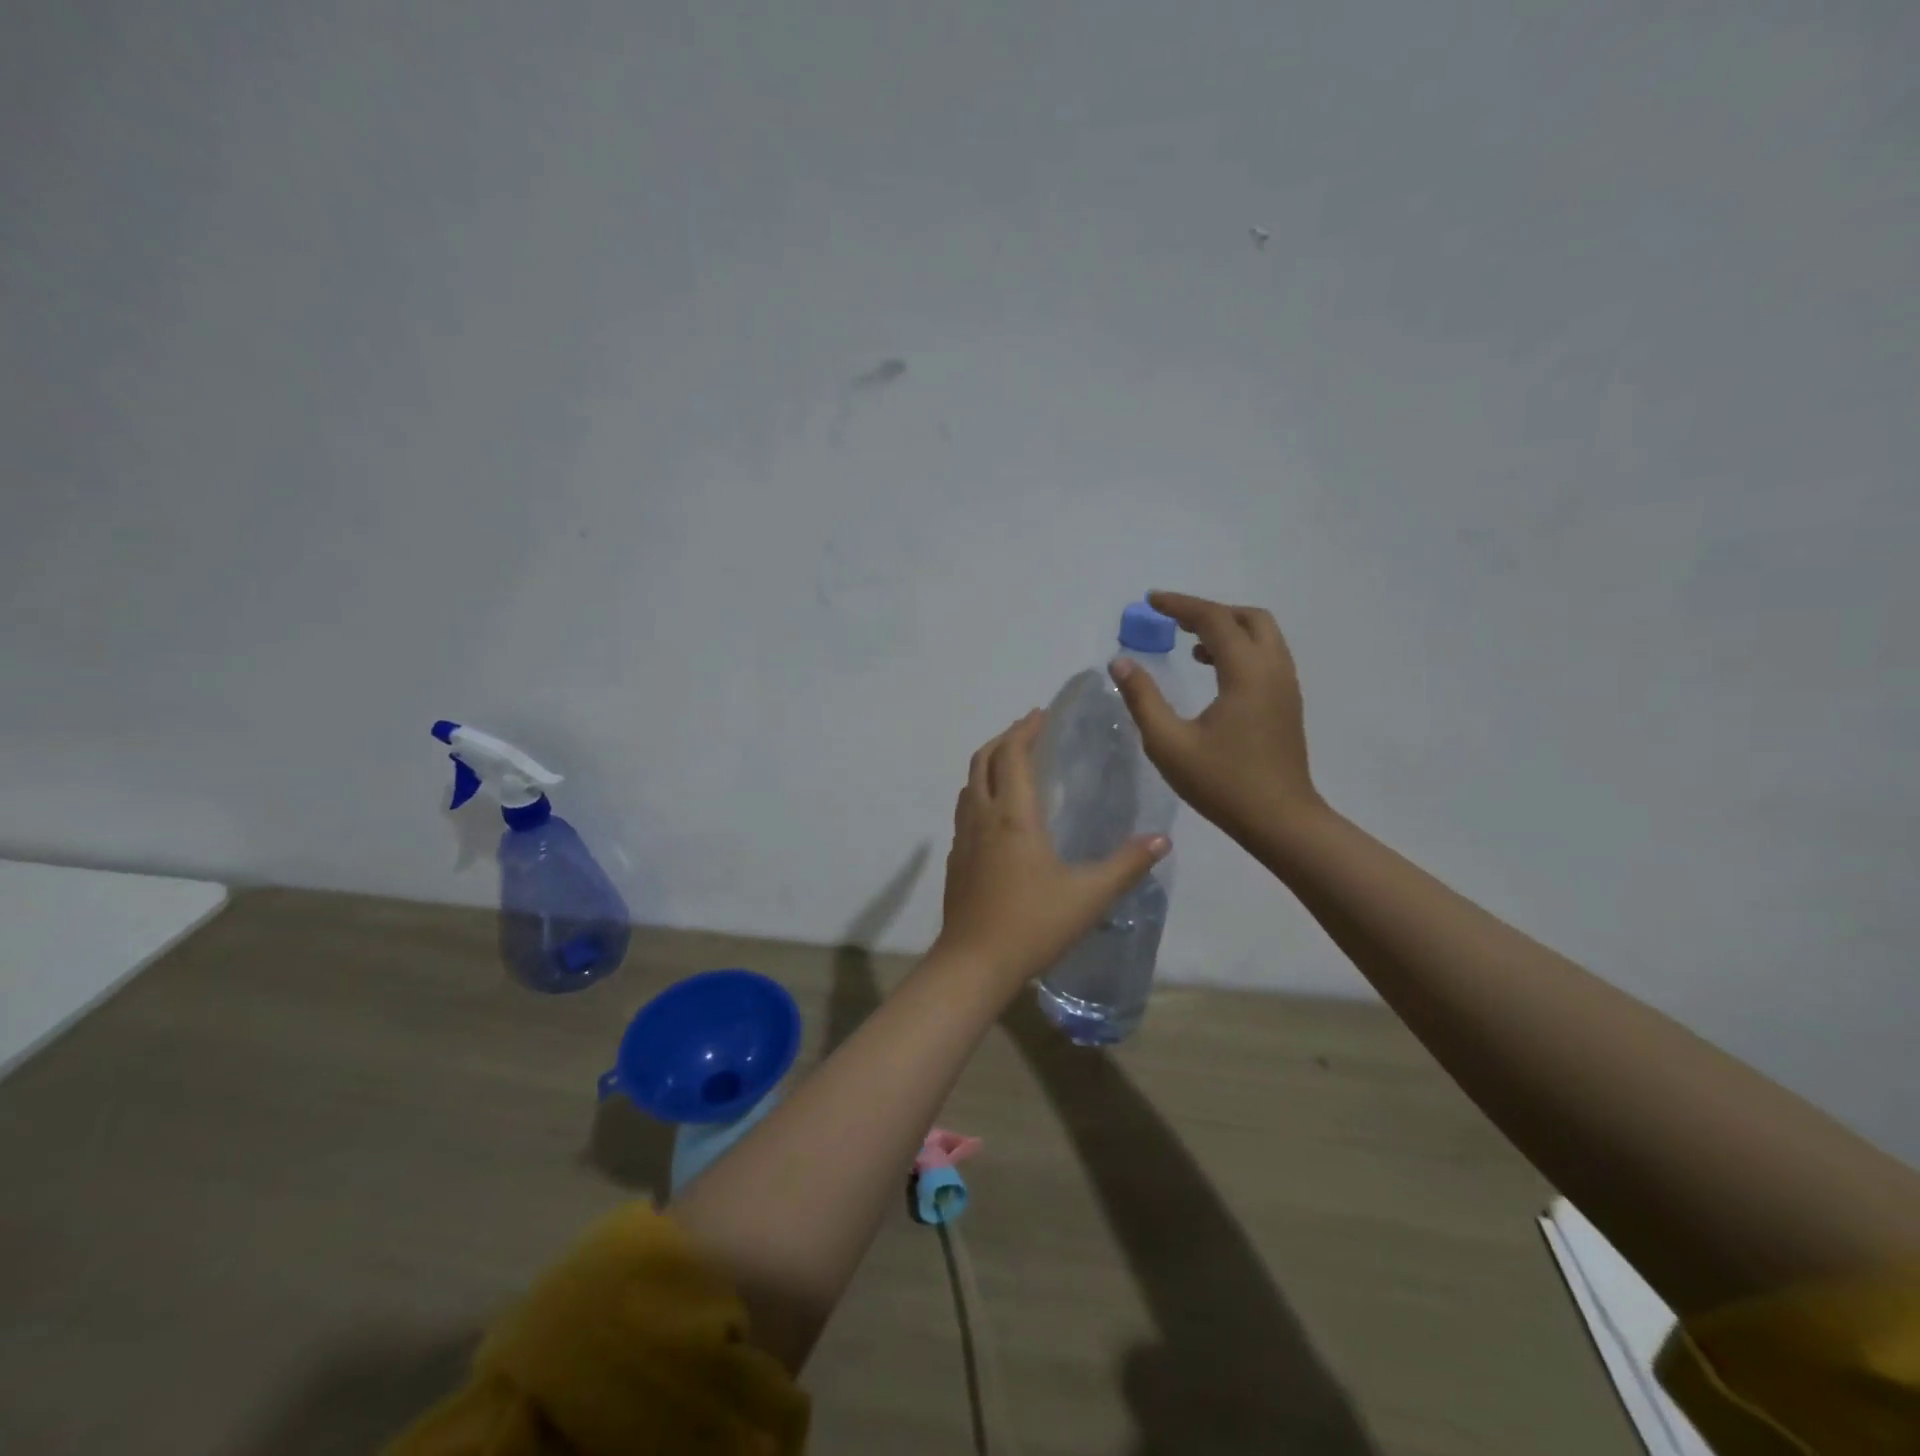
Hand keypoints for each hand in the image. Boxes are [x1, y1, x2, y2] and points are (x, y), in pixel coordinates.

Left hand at [934, 710, 1169, 985]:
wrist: (974, 964)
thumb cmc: (1033, 924)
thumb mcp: (1090, 895)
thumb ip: (1127, 865)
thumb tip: (1162, 839)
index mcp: (1013, 816)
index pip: (1014, 755)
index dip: (1026, 729)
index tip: (1042, 713)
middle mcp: (983, 817)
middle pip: (983, 760)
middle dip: (1005, 738)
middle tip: (1029, 730)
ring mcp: (963, 839)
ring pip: (969, 784)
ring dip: (989, 764)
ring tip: (1012, 763)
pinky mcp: (956, 860)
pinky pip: (965, 810)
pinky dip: (980, 793)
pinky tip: (996, 814)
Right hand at [1109, 591, 1323, 847]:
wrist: (1281, 821)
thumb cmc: (1222, 783)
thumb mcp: (1169, 744)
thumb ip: (1142, 699)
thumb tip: (1120, 662)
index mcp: (1246, 673)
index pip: (1214, 619)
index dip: (1180, 605)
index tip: (1151, 600)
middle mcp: (1273, 669)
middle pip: (1248, 618)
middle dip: (1210, 611)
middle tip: (1175, 621)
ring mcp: (1286, 686)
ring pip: (1262, 636)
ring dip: (1227, 630)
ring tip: (1190, 646)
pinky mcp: (1287, 704)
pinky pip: (1266, 657)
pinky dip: (1239, 649)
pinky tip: (1213, 674)